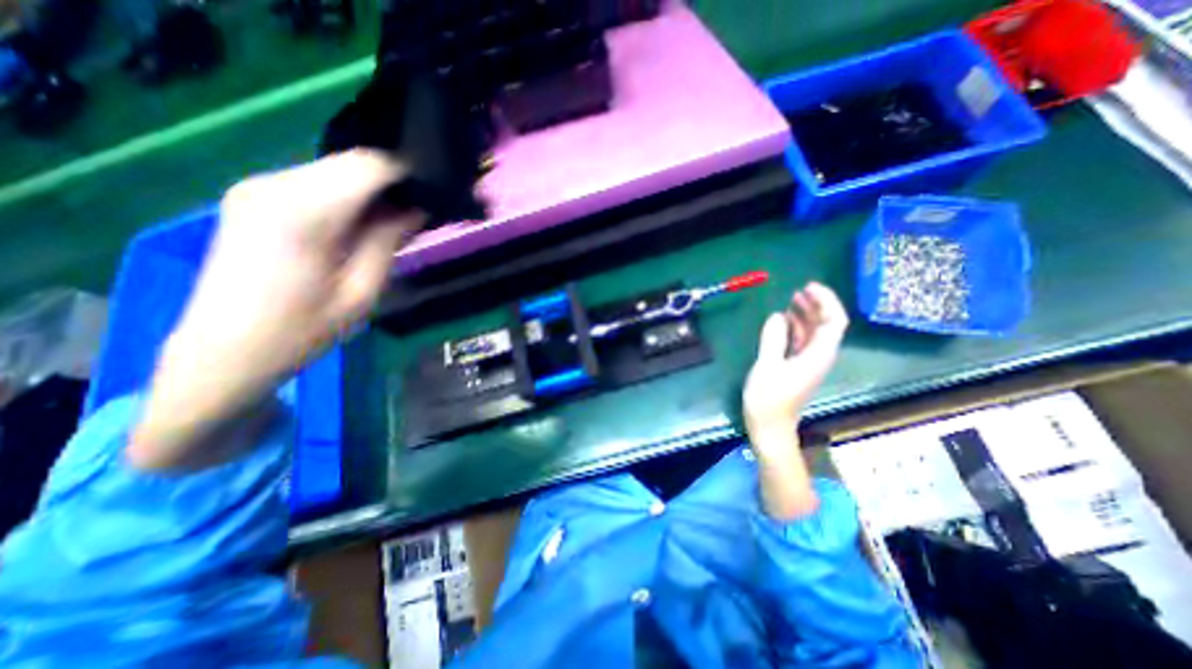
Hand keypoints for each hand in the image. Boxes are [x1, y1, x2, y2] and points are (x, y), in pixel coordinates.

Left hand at [128, 152, 426, 468]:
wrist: (225, 351)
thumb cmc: (302, 330)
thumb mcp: (361, 292)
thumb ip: (387, 241)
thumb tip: (414, 209)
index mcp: (303, 211)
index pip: (368, 166)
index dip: (407, 174)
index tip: (433, 195)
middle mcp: (274, 185)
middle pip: (351, 163)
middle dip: (391, 184)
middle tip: (417, 217)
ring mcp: (258, 188)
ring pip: (335, 170)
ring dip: (370, 193)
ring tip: (394, 225)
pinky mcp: (254, 198)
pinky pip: (316, 183)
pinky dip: (346, 198)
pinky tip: (360, 227)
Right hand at [742, 281, 846, 521]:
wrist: (770, 426)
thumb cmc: (769, 398)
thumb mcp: (767, 365)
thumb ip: (773, 339)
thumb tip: (778, 316)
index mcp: (818, 355)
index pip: (834, 321)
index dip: (826, 301)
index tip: (808, 287)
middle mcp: (819, 356)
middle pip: (827, 325)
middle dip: (816, 305)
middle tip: (798, 290)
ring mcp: (809, 362)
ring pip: (815, 332)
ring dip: (806, 315)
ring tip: (790, 300)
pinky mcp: (798, 367)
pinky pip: (803, 341)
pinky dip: (796, 328)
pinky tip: (783, 321)